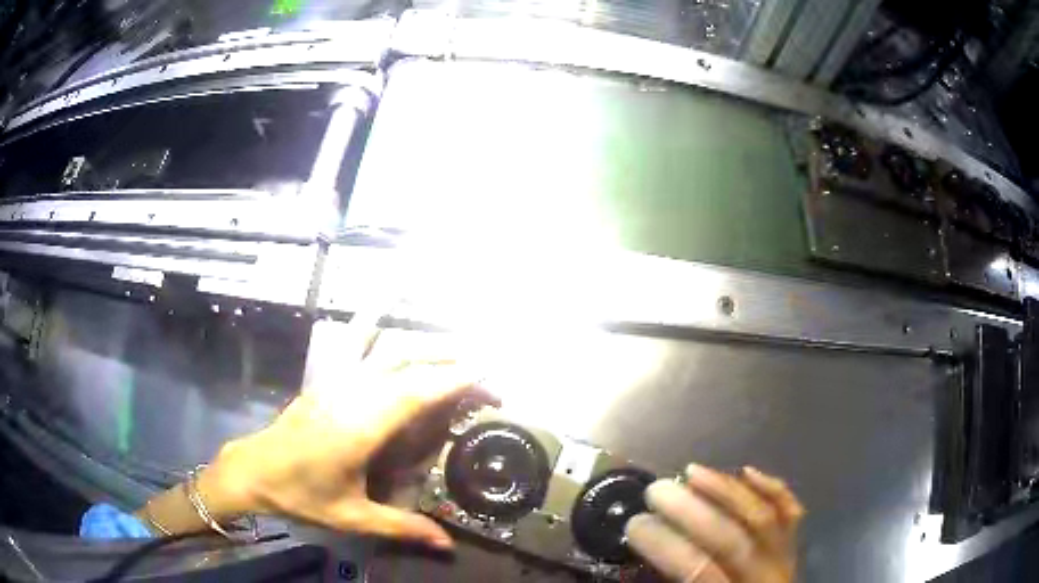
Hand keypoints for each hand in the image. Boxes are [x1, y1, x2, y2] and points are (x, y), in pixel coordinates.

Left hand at [200, 315, 481, 549]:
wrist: (254, 470)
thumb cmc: (302, 495)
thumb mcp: (352, 518)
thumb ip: (401, 528)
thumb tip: (447, 546)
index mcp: (360, 428)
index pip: (416, 393)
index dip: (454, 380)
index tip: (488, 377)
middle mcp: (352, 394)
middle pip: (409, 365)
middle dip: (452, 366)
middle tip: (485, 382)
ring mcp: (336, 381)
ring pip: (387, 349)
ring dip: (426, 346)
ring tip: (457, 354)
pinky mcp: (325, 378)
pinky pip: (353, 342)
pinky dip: (371, 320)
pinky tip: (383, 302)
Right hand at [625, 464, 803, 582]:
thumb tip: (635, 566)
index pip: (699, 571)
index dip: (666, 545)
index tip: (635, 523)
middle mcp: (765, 580)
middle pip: (732, 539)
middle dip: (693, 511)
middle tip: (657, 489)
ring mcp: (786, 562)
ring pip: (763, 518)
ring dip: (727, 492)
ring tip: (693, 471)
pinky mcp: (795, 549)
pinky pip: (791, 514)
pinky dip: (772, 490)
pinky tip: (746, 472)